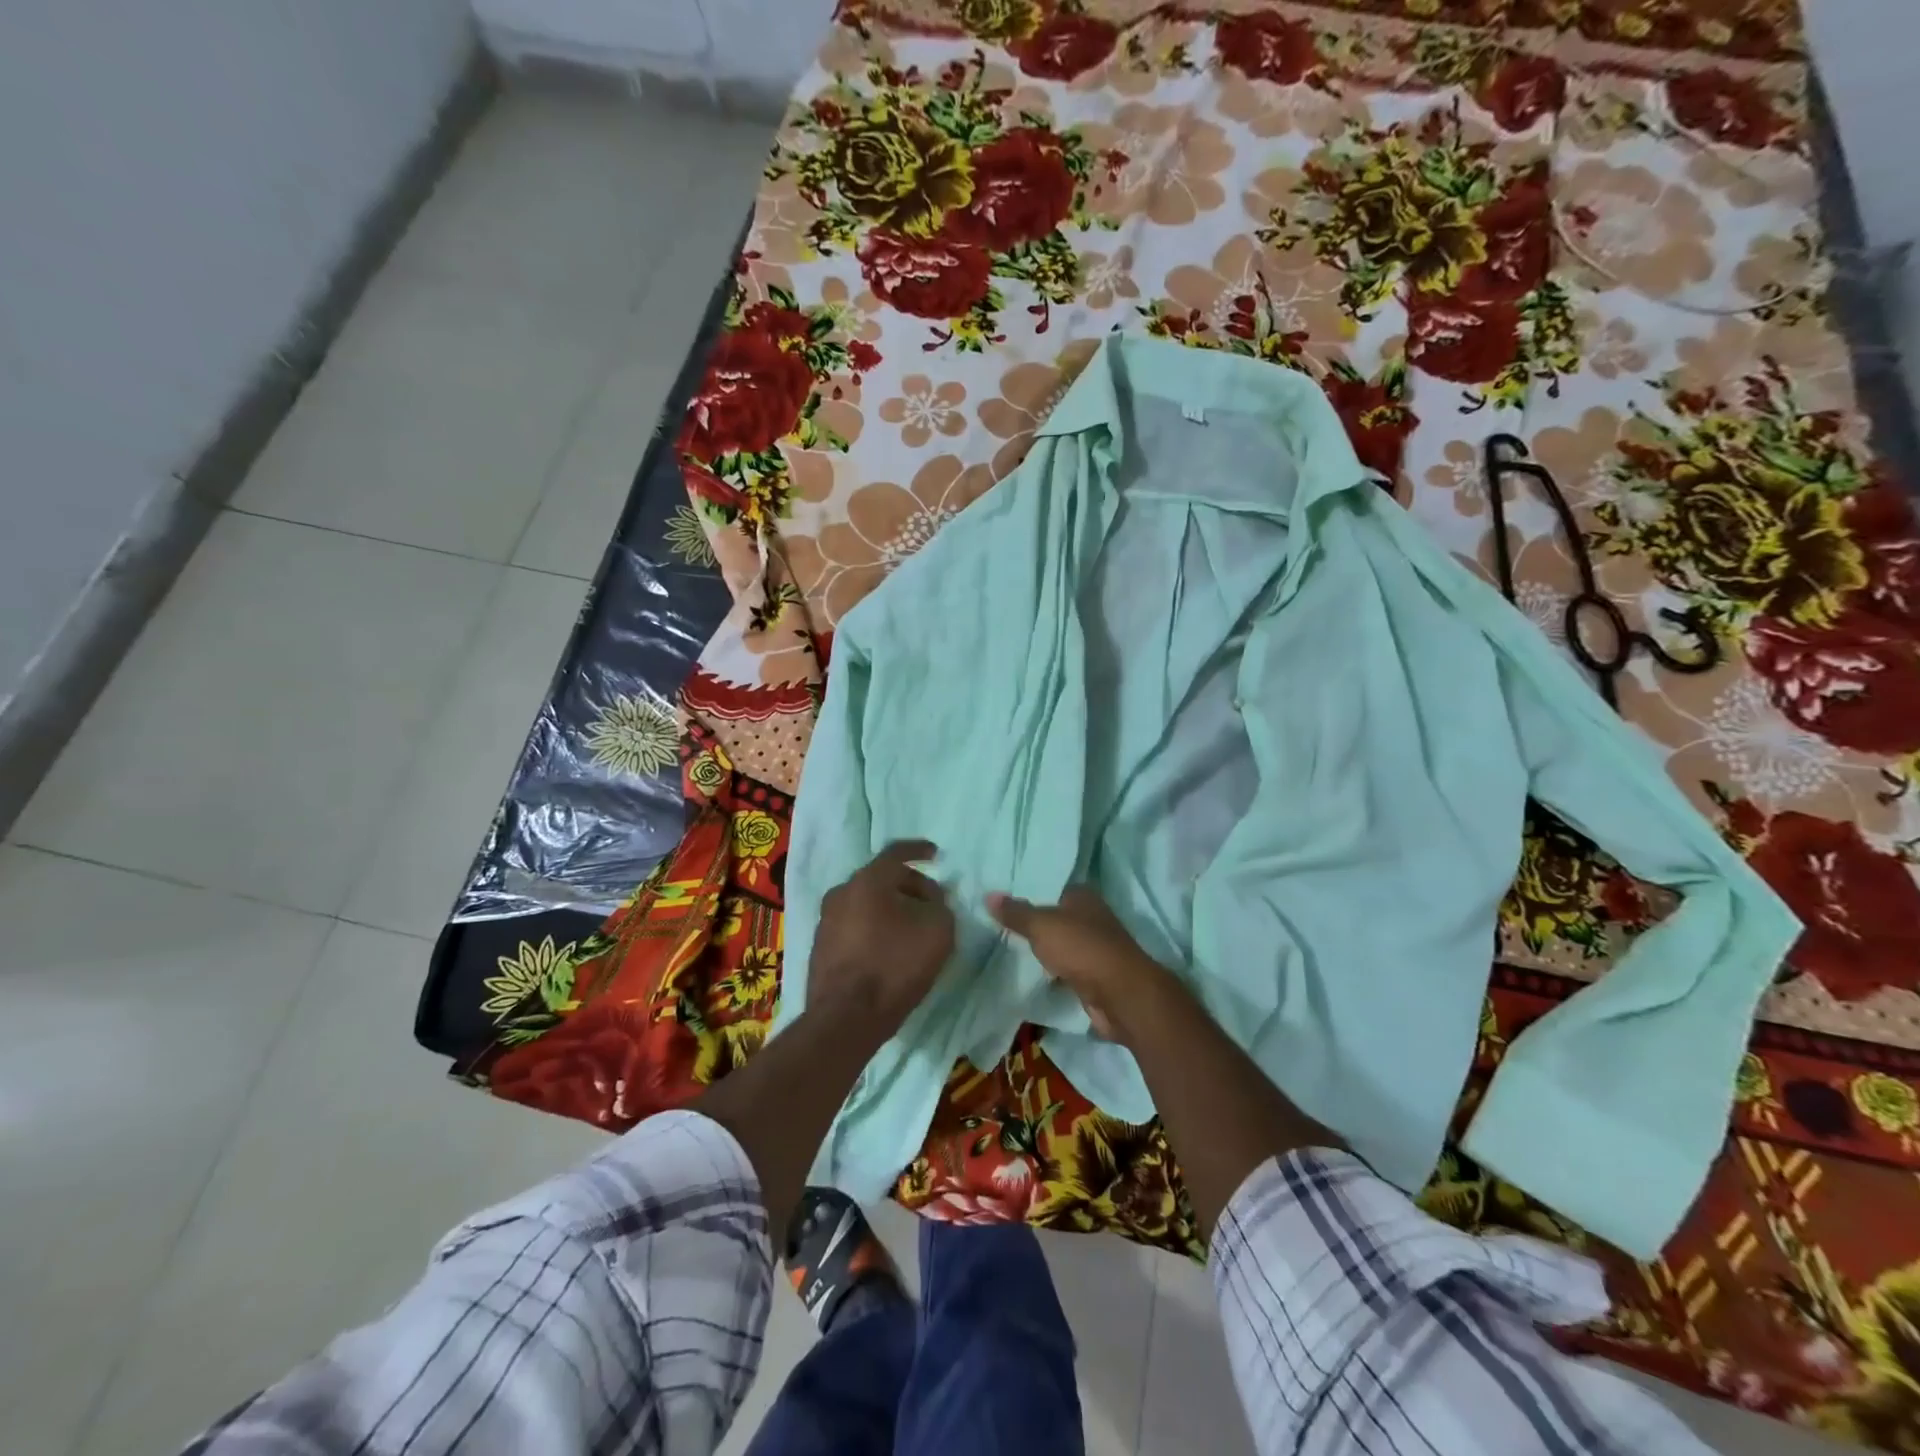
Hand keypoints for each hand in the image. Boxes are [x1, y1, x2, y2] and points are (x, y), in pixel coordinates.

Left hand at [811, 840, 955, 1032]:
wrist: (846, 1018)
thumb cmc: (895, 965)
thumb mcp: (938, 930)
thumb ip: (940, 906)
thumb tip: (930, 902)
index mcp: (868, 880)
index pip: (896, 852)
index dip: (919, 851)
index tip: (935, 855)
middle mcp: (841, 892)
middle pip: (880, 879)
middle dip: (908, 886)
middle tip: (931, 902)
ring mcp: (826, 921)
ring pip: (865, 904)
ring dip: (890, 910)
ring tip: (912, 929)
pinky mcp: (821, 949)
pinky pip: (854, 927)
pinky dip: (873, 930)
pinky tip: (889, 951)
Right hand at [987, 886, 1173, 1042]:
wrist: (1120, 994)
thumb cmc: (1081, 949)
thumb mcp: (1041, 926)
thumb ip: (1016, 912)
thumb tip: (988, 894)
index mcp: (1083, 897)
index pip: (1052, 888)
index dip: (1030, 893)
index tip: (1003, 901)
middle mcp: (1092, 918)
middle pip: (1057, 917)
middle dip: (1036, 923)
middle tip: (1001, 926)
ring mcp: (1096, 948)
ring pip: (1063, 944)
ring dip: (1046, 949)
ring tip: (1010, 949)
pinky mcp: (1096, 976)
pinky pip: (1068, 969)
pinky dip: (1054, 972)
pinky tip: (1034, 974)